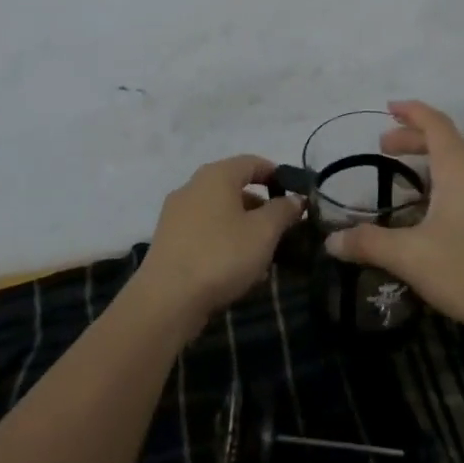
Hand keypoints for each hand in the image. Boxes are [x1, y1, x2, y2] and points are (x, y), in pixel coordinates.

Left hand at [139, 155, 303, 329]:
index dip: (278, 176)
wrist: (167, 300)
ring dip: (245, 227)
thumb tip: (296, 199)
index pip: (254, 162)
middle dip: (262, 207)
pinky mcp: (169, 240)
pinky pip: (205, 231)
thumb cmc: (221, 255)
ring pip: (221, 212)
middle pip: (236, 187)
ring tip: (265, 255)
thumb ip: (284, 210)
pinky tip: (238, 269)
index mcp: (216, 175)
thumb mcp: (264, 232)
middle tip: (284, 230)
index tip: (297, 198)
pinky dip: (225, 241)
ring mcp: (177, 213)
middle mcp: (193, 186)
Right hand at [327, 100, 463, 342]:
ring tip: (405, 182)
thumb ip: (369, 244)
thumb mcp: (411, 257)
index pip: (435, 123)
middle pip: (447, 142)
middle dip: (414, 139)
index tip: (388, 107)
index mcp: (461, 168)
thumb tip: (330, 241)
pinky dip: (446, 184)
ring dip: (431, 164)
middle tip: (383, 148)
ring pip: (461, 165)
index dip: (411, 111)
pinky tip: (434, 215)